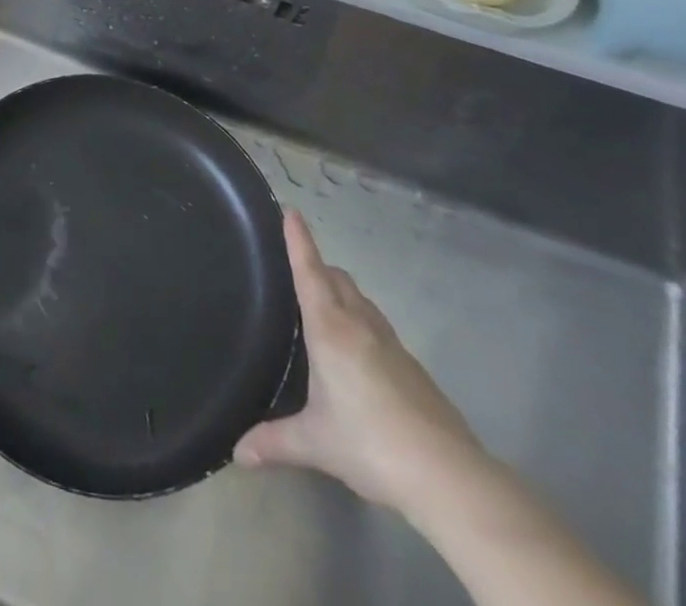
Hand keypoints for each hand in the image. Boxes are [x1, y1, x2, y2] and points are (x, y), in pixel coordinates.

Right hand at [235, 211, 486, 515]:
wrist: (448, 476)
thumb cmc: (370, 443)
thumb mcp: (316, 443)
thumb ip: (275, 441)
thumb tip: (237, 452)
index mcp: (330, 328)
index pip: (310, 271)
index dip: (298, 240)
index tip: (290, 210)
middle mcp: (360, 324)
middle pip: (337, 278)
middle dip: (318, 266)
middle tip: (296, 271)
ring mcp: (392, 345)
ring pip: (361, 300)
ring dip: (342, 293)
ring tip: (323, 310)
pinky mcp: (414, 368)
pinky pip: (378, 328)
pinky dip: (361, 323)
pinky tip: (357, 357)